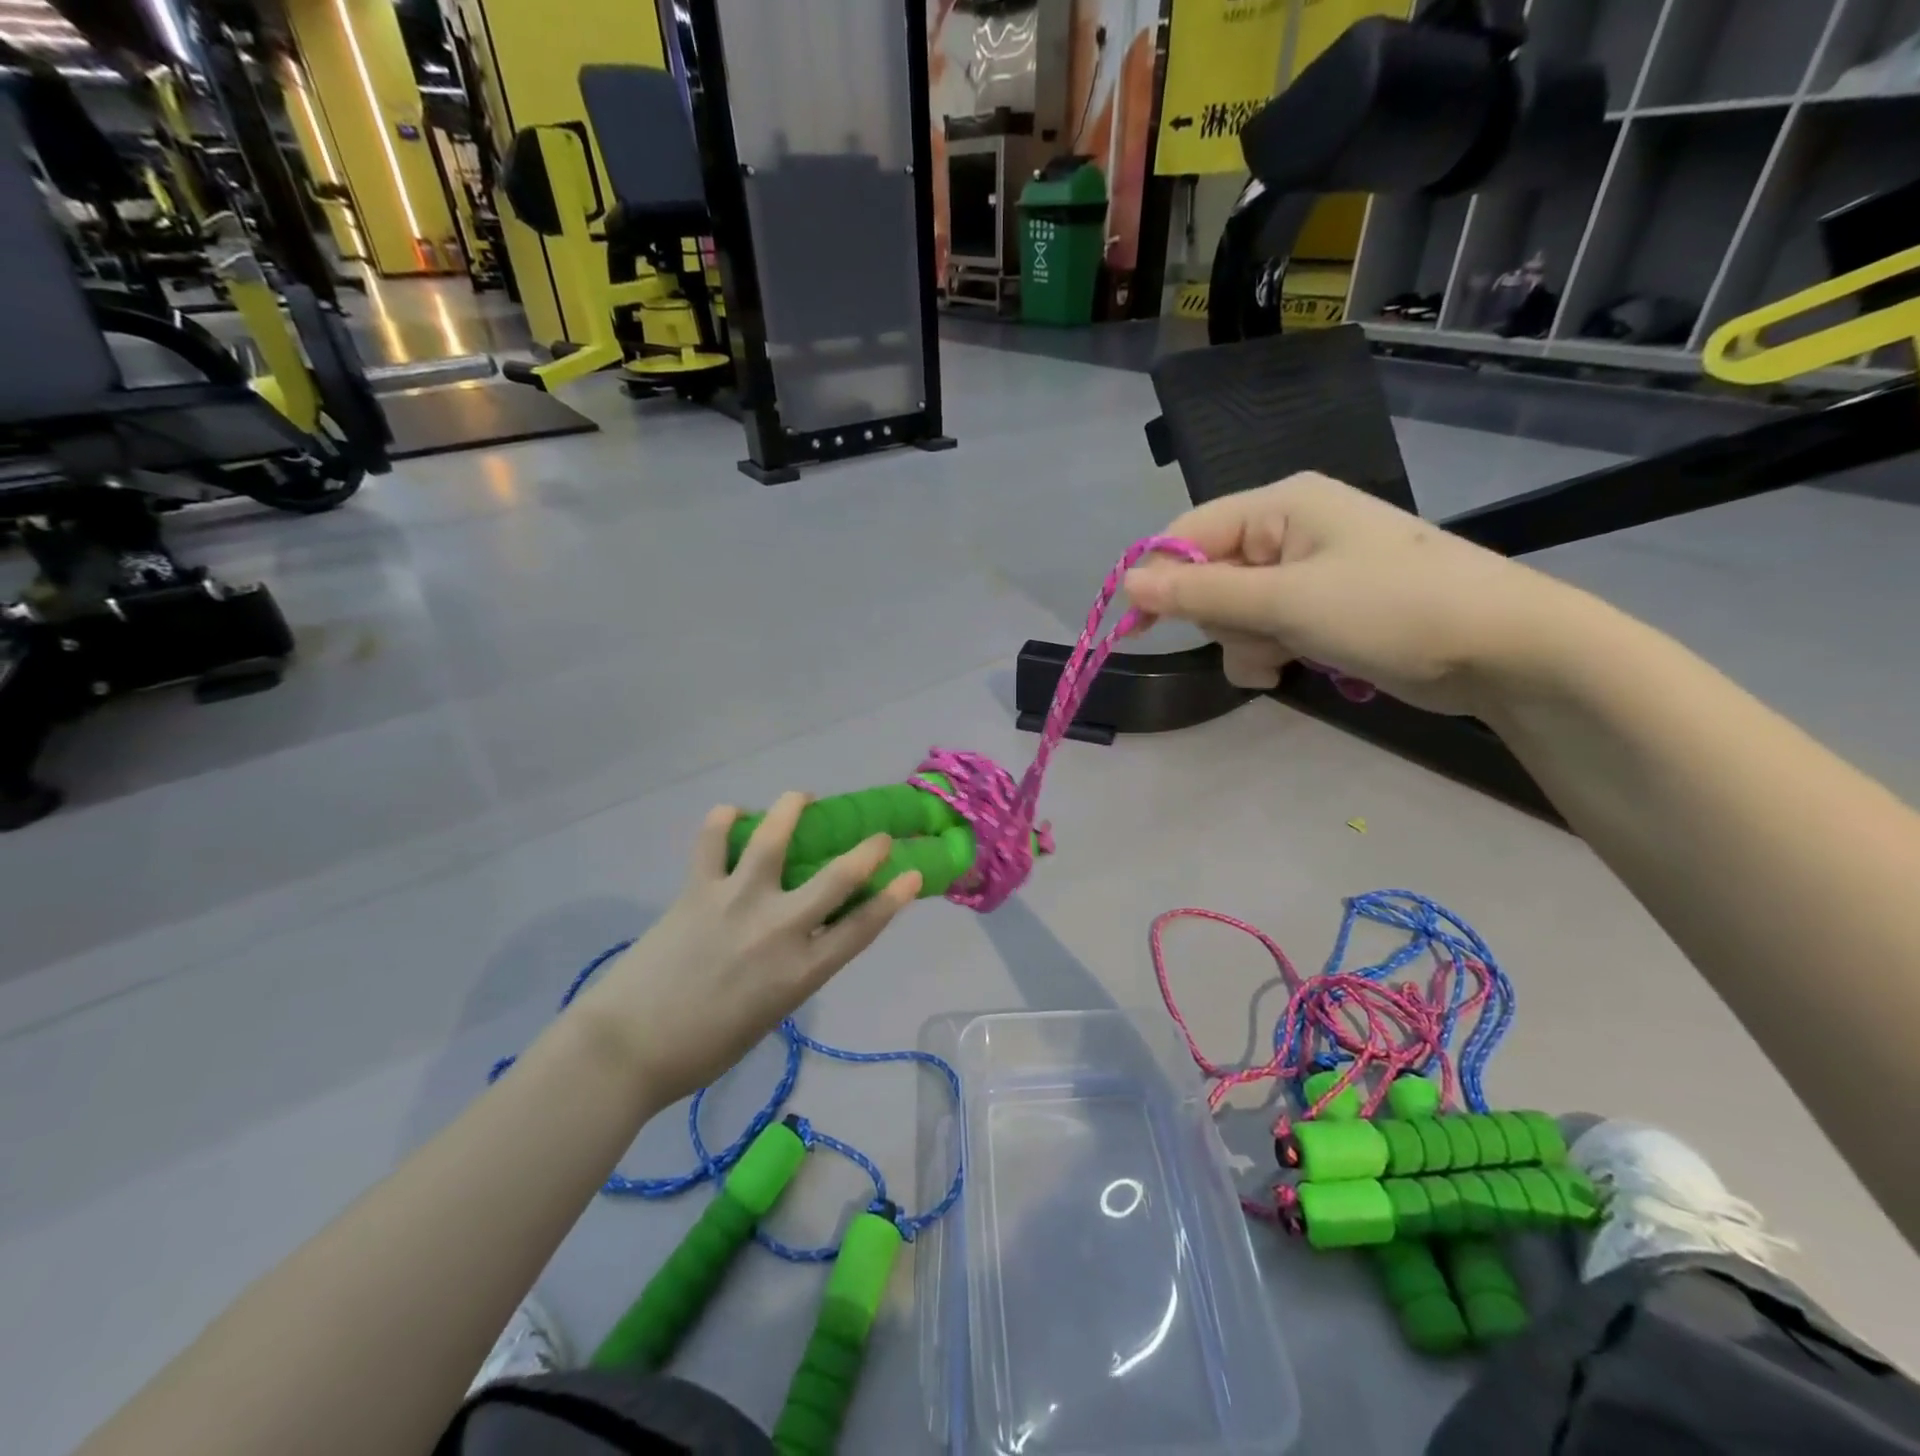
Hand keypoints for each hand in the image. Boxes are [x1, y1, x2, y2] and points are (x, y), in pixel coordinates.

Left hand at [566, 794, 920, 1105]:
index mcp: (801, 972)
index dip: (894, 897)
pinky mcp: (698, 890)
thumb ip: (792, 973)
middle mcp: (779, 929)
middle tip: (879, 836)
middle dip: (868, 851)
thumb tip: (798, 941)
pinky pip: (711, 842)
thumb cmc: (703, 1050)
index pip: (863, 927)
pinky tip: (730, 812)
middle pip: (837, 877)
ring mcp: (737, 902)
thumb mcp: (768, 1016)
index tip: (911, 873)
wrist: (627, 1050)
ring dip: (792, 810)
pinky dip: (721, 821)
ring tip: (801, 797)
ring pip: (773, 840)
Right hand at [1122, 472, 1572, 715]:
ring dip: (1246, 642)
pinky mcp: (1323, 608)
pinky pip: (1266, 628)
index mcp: (1283, 505)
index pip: (1190, 532)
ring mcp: (1308, 572)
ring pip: (1235, 610)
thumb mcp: (1286, 602)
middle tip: (1256, 638)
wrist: (1503, 650)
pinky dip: (1268, 652)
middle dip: (1222, 618)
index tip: (1141, 627)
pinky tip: (1290, 669)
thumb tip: (1126, 582)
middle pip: (1211, 575)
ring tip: (1284, 659)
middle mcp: (1290, 530)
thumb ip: (1202, 593)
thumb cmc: (1391, 610)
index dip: (1160, 578)